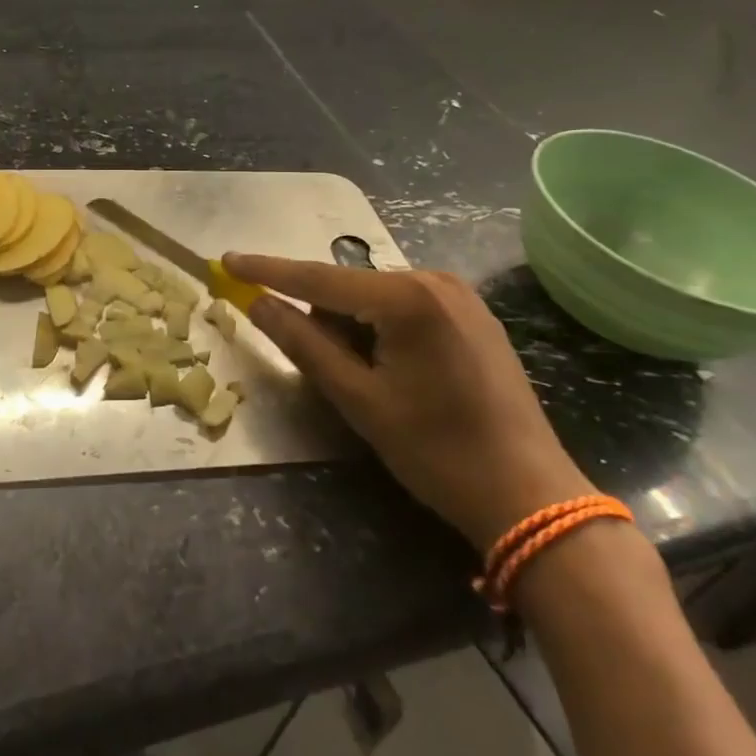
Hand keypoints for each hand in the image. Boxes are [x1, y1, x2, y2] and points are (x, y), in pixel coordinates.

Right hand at [224, 255, 592, 551]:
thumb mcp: (359, 400)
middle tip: (329, 372)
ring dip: (353, 326)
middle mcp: (435, 280)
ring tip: (371, 382)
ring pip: (376, 297)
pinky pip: (406, 306)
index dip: (267, 271)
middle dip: (322, 317)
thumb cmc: (436, 451)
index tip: (225, 260)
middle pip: (349, 287)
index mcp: (407, 297)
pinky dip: (382, 328)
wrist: (530, 495)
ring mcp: (460, 294)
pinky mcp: (473, 314)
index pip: (318, 278)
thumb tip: (258, 303)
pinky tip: (395, 370)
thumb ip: (303, 343)